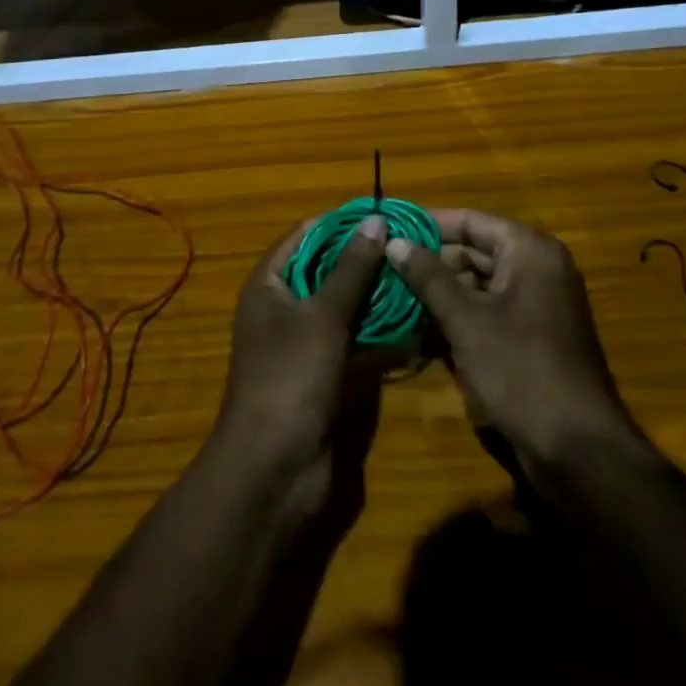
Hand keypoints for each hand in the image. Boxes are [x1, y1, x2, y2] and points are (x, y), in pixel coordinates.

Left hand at [214, 215, 388, 483]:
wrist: (274, 470)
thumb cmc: (290, 378)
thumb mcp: (323, 316)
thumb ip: (351, 269)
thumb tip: (376, 220)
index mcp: (269, 284)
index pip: (305, 236)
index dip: (340, 223)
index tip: (383, 214)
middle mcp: (282, 307)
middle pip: (325, 270)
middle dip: (364, 259)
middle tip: (408, 246)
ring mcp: (303, 343)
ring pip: (343, 307)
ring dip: (375, 296)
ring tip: (416, 277)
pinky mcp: (323, 374)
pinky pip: (352, 341)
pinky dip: (377, 333)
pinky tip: (413, 323)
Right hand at [385, 211, 649, 473]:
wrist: (580, 452)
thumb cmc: (521, 371)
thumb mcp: (466, 320)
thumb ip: (428, 276)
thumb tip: (393, 241)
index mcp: (529, 251)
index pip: (470, 220)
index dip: (428, 224)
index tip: (388, 230)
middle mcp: (537, 268)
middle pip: (474, 250)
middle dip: (430, 262)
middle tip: (384, 268)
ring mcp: (537, 304)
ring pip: (478, 283)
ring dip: (440, 292)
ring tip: (393, 297)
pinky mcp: (533, 337)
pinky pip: (489, 311)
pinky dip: (458, 316)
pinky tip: (420, 329)